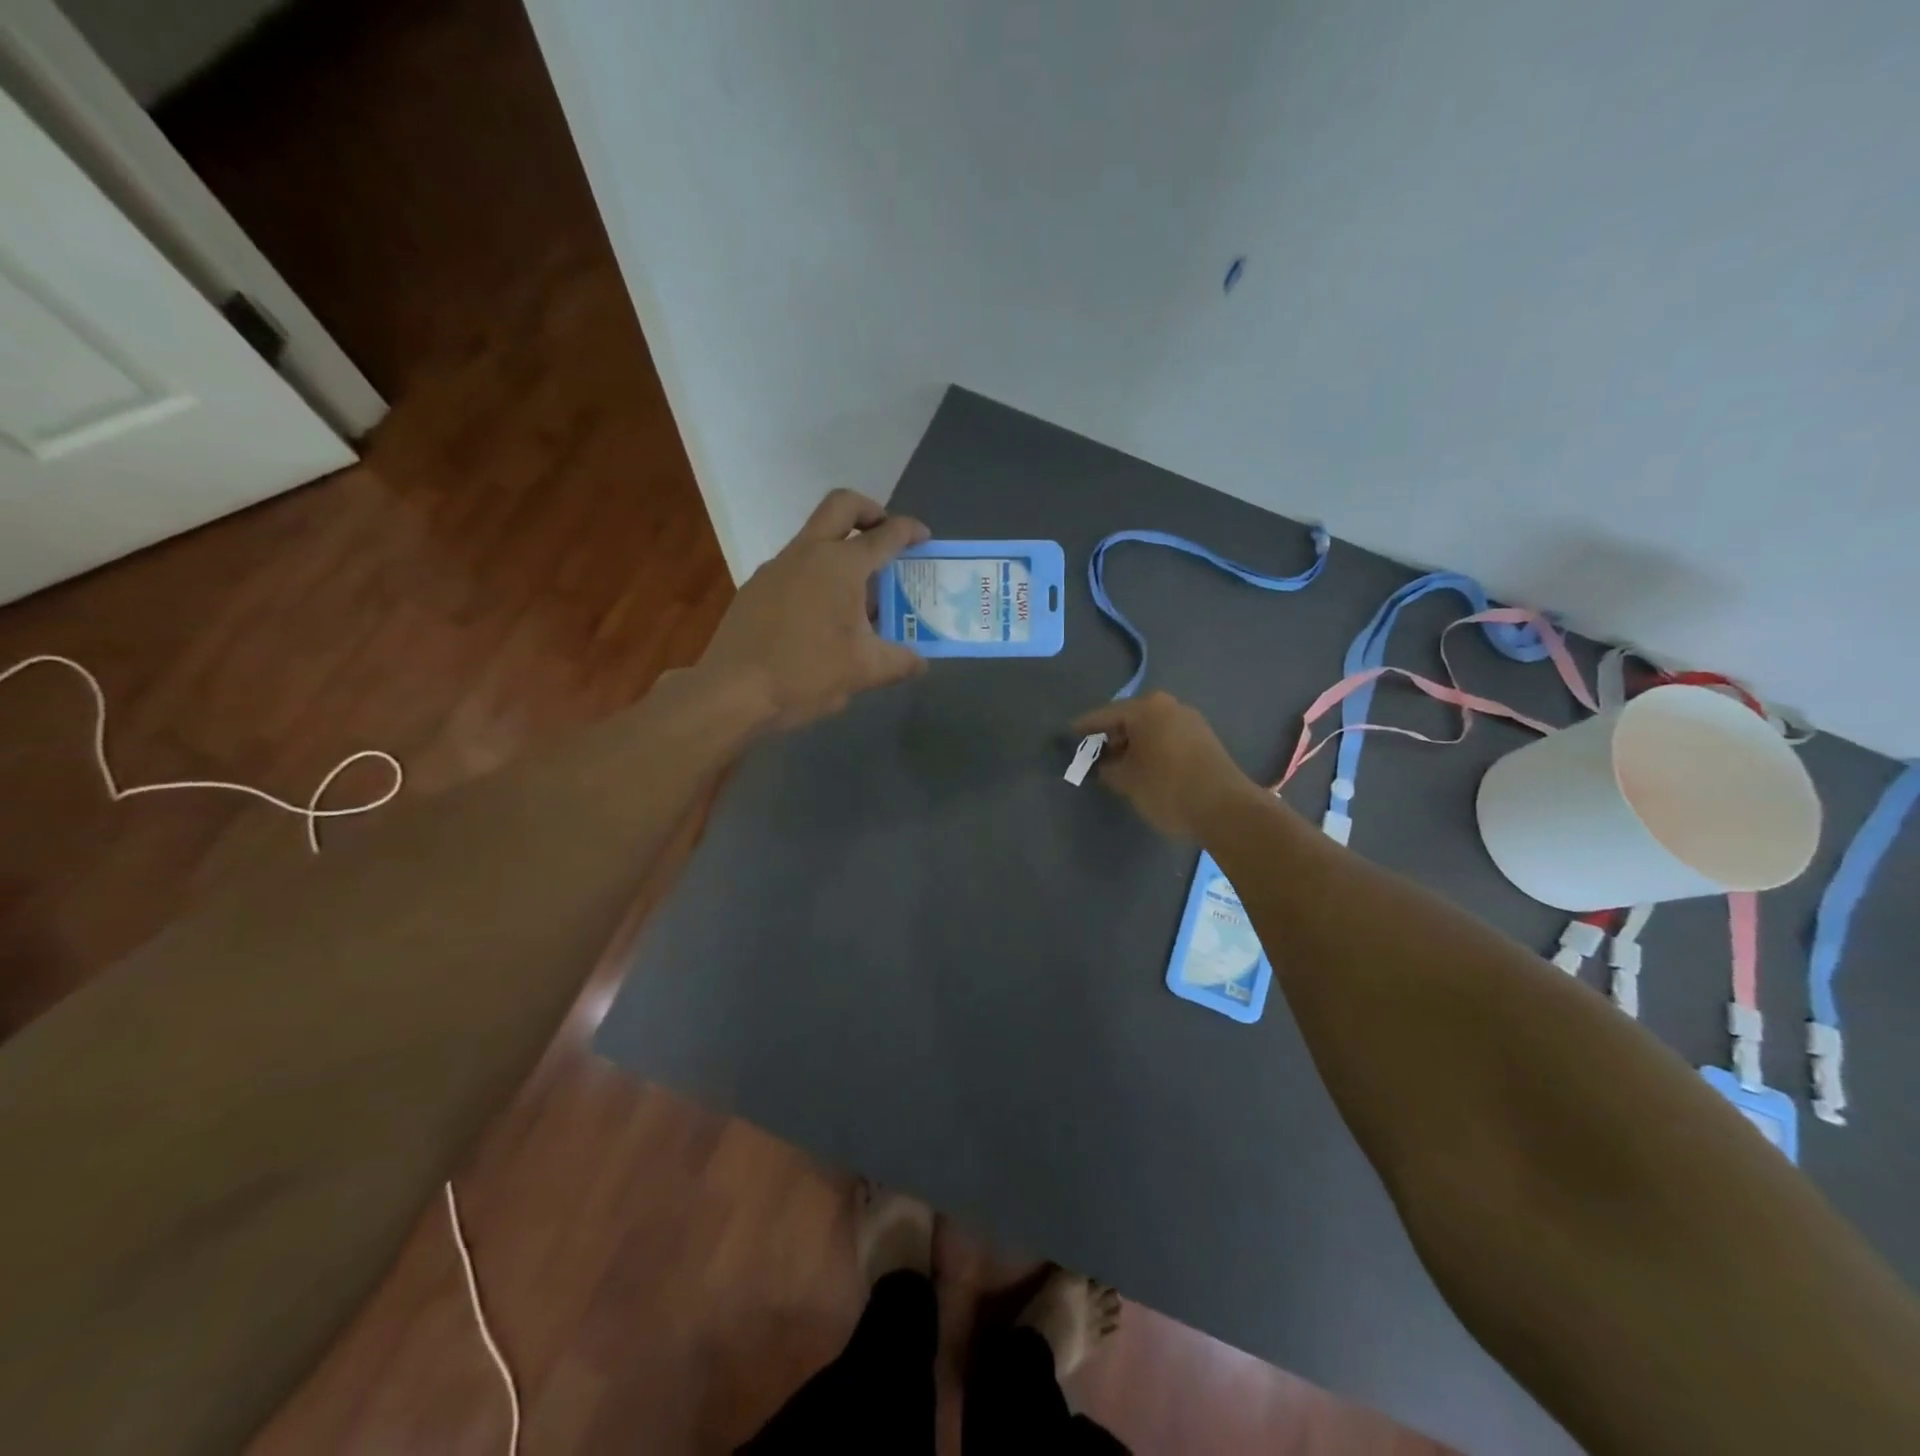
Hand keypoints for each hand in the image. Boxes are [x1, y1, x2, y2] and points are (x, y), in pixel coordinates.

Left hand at [699, 489, 930, 729]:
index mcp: (841, 565)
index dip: (910, 531)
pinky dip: (818, 575)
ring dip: (842, 549)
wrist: (732, 692)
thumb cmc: (806, 674)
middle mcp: (807, 552)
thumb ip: (900, 662)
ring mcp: (776, 567)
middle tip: (886, 535)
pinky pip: (796, 567)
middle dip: (871, 511)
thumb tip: (921, 663)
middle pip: (842, 506)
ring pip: (815, 538)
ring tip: (860, 594)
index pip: (884, 535)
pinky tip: (823, 617)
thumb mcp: (864, 671)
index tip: (924, 538)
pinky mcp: (756, 588)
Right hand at [1071, 692, 1260, 839]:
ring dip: (1132, 744)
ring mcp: (1190, 721)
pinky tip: (1142, 768)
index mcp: (1147, 708)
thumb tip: (1106, 764)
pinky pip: (1166, 738)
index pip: (1105, 715)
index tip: (1068, 735)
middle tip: (1092, 754)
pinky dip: (1150, 749)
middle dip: (1110, 736)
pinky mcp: (1204, 740)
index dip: (1085, 727)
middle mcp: (1169, 706)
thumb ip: (1107, 767)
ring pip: (1150, 729)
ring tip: (1116, 765)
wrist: (1225, 809)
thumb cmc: (1167, 787)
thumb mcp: (1126, 780)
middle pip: (1129, 718)